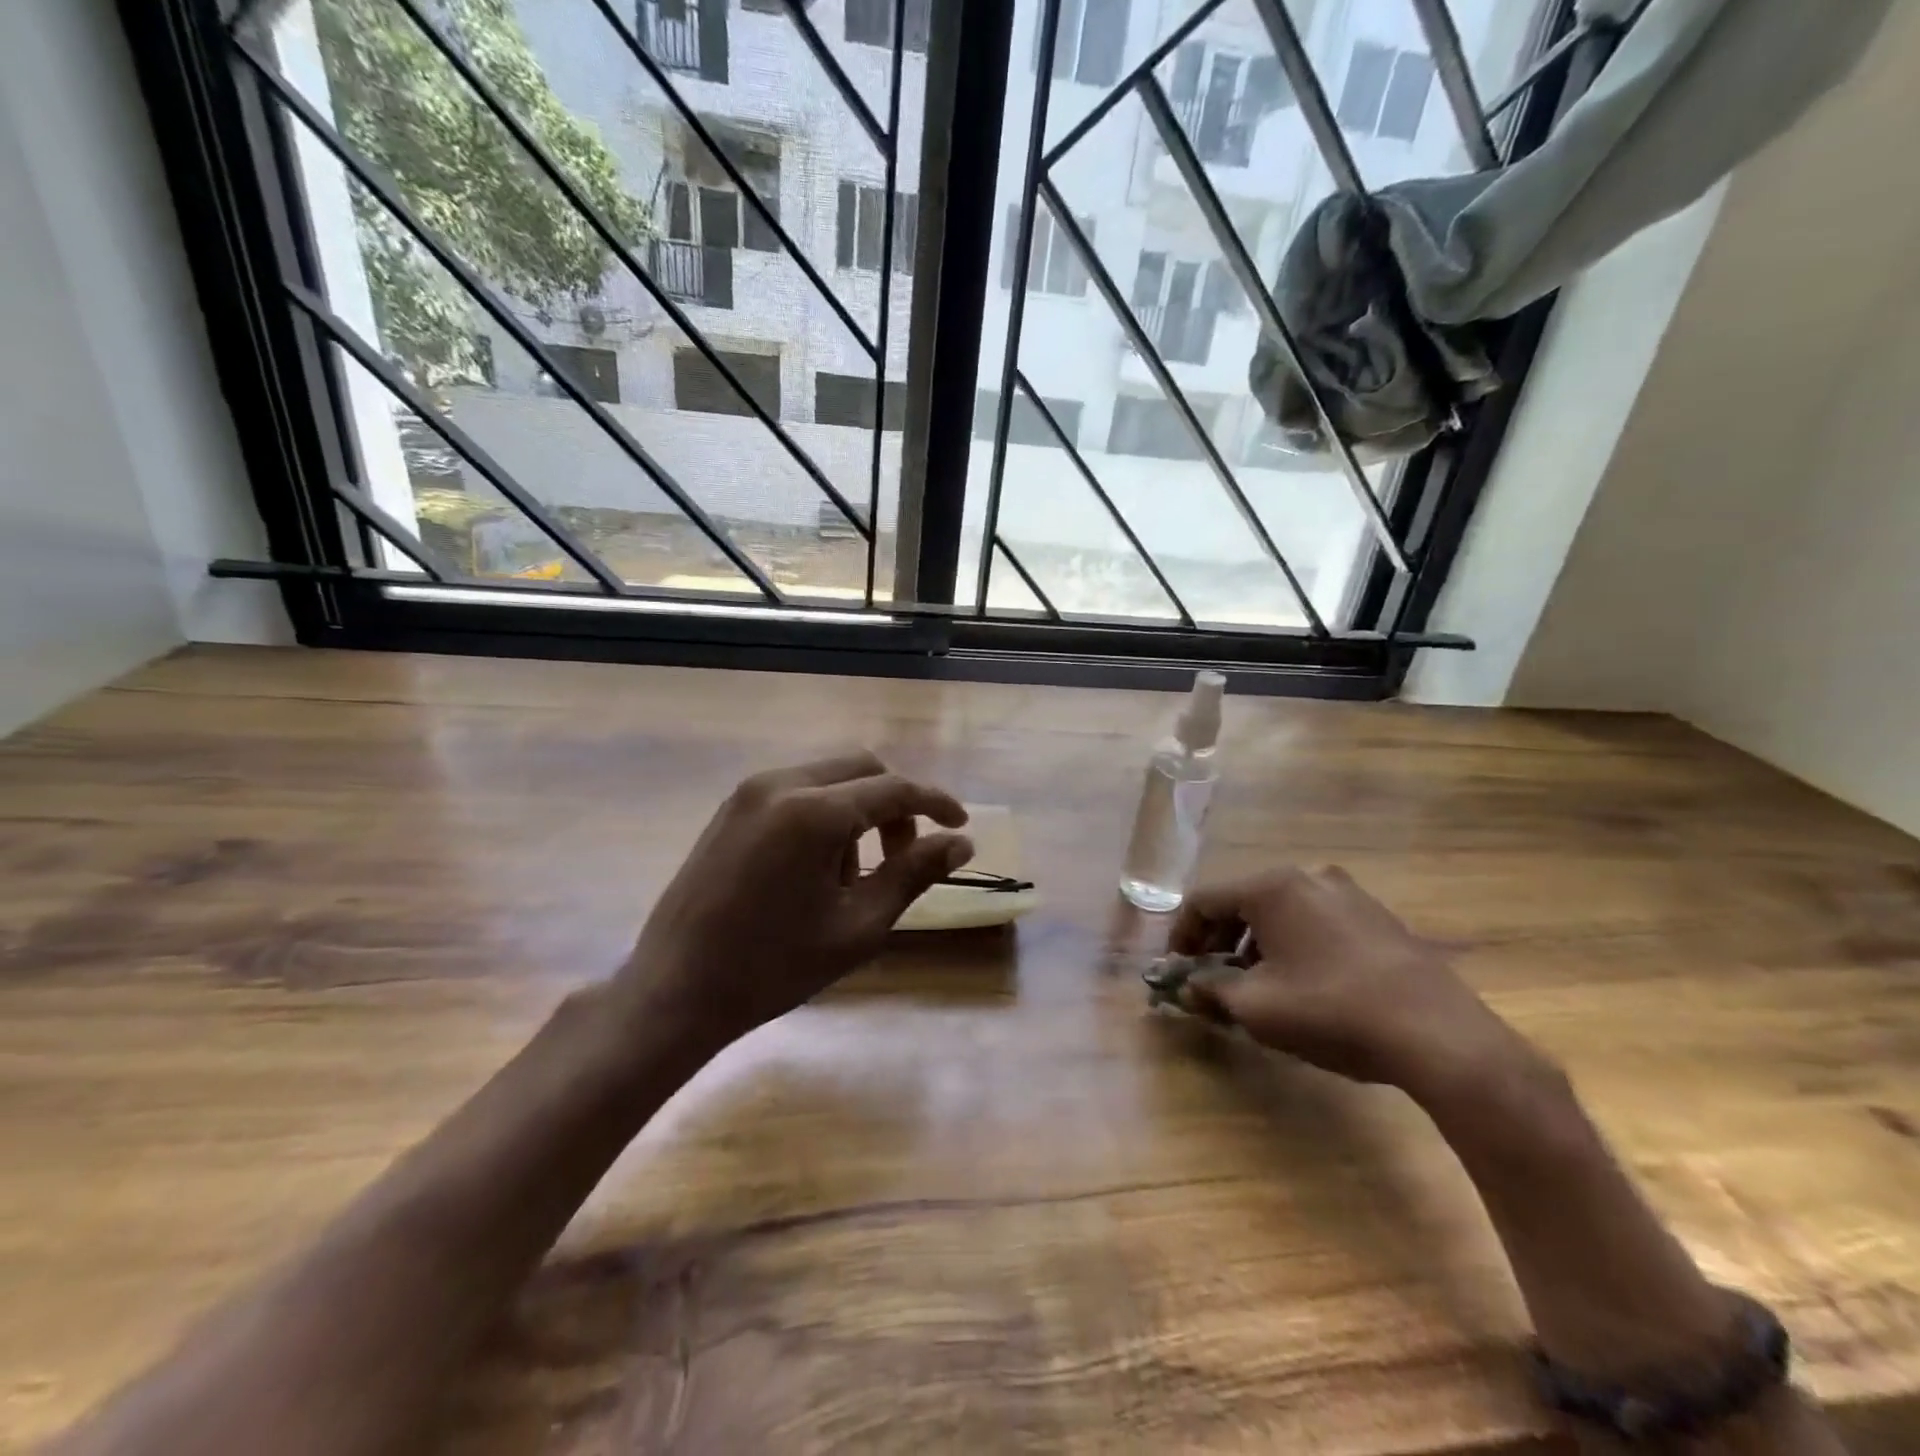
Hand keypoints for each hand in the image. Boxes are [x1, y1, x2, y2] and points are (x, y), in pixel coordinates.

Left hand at [615, 753, 972, 1054]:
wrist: (675, 991)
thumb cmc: (774, 967)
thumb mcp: (858, 926)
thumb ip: (912, 874)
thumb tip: (961, 844)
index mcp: (813, 812)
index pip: (894, 788)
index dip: (935, 803)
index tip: (961, 826)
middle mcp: (780, 784)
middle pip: (862, 768)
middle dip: (895, 804)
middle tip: (903, 856)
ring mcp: (748, 792)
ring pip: (829, 777)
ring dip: (858, 810)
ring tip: (853, 875)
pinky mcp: (730, 808)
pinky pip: (796, 791)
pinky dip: (825, 814)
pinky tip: (817, 866)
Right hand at [1168, 866, 1532, 1098]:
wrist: (1438, 1035)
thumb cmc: (1331, 1010)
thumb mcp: (1256, 1007)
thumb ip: (1210, 990)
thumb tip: (1186, 987)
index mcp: (1271, 887)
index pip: (1203, 900)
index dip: (1181, 935)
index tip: (1179, 971)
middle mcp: (1307, 877)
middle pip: (1242, 901)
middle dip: (1219, 941)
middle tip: (1213, 979)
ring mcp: (1348, 893)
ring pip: (1280, 912)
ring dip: (1256, 944)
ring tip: (1257, 986)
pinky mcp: (1377, 916)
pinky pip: (1315, 921)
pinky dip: (1293, 944)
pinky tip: (1303, 983)